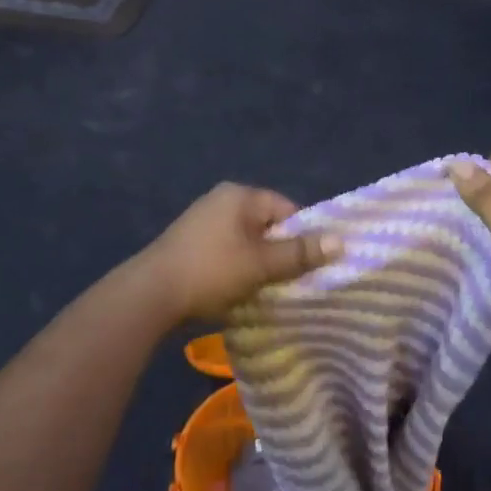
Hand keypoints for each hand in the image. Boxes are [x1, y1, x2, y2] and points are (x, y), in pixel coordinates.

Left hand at [137, 183, 341, 326]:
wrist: (150, 295)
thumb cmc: (212, 272)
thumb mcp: (261, 264)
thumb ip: (299, 253)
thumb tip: (340, 242)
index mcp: (240, 195)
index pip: (286, 209)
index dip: (302, 237)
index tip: (308, 266)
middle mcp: (221, 200)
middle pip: (266, 225)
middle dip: (280, 253)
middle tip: (290, 282)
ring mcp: (202, 222)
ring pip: (246, 242)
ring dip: (258, 265)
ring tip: (265, 291)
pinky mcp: (190, 245)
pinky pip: (227, 253)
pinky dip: (237, 269)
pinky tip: (238, 292)